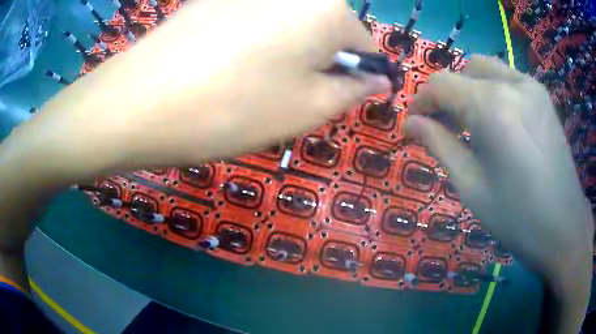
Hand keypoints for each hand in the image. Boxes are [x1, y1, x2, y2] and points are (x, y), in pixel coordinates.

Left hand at [12, 0, 387, 180]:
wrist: (140, 102)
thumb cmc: (232, 108)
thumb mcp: (307, 109)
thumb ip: (352, 90)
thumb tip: (377, 78)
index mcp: (325, 8)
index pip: (362, 41)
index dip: (354, 72)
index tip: (332, 96)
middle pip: (324, 28)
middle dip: (317, 61)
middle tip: (285, 95)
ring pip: (288, 24)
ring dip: (285, 53)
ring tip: (250, 83)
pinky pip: (254, 20)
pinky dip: (253, 42)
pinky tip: (224, 65)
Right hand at [406, 55, 592, 332]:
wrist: (563, 226)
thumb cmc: (516, 216)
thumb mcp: (471, 186)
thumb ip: (439, 145)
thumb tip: (411, 123)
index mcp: (492, 107)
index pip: (441, 84)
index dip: (422, 101)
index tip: (415, 123)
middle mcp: (511, 84)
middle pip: (463, 71)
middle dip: (447, 95)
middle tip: (445, 127)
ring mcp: (531, 85)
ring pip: (486, 69)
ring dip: (470, 89)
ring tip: (472, 124)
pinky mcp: (542, 95)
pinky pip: (507, 78)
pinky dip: (492, 90)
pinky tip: (498, 121)